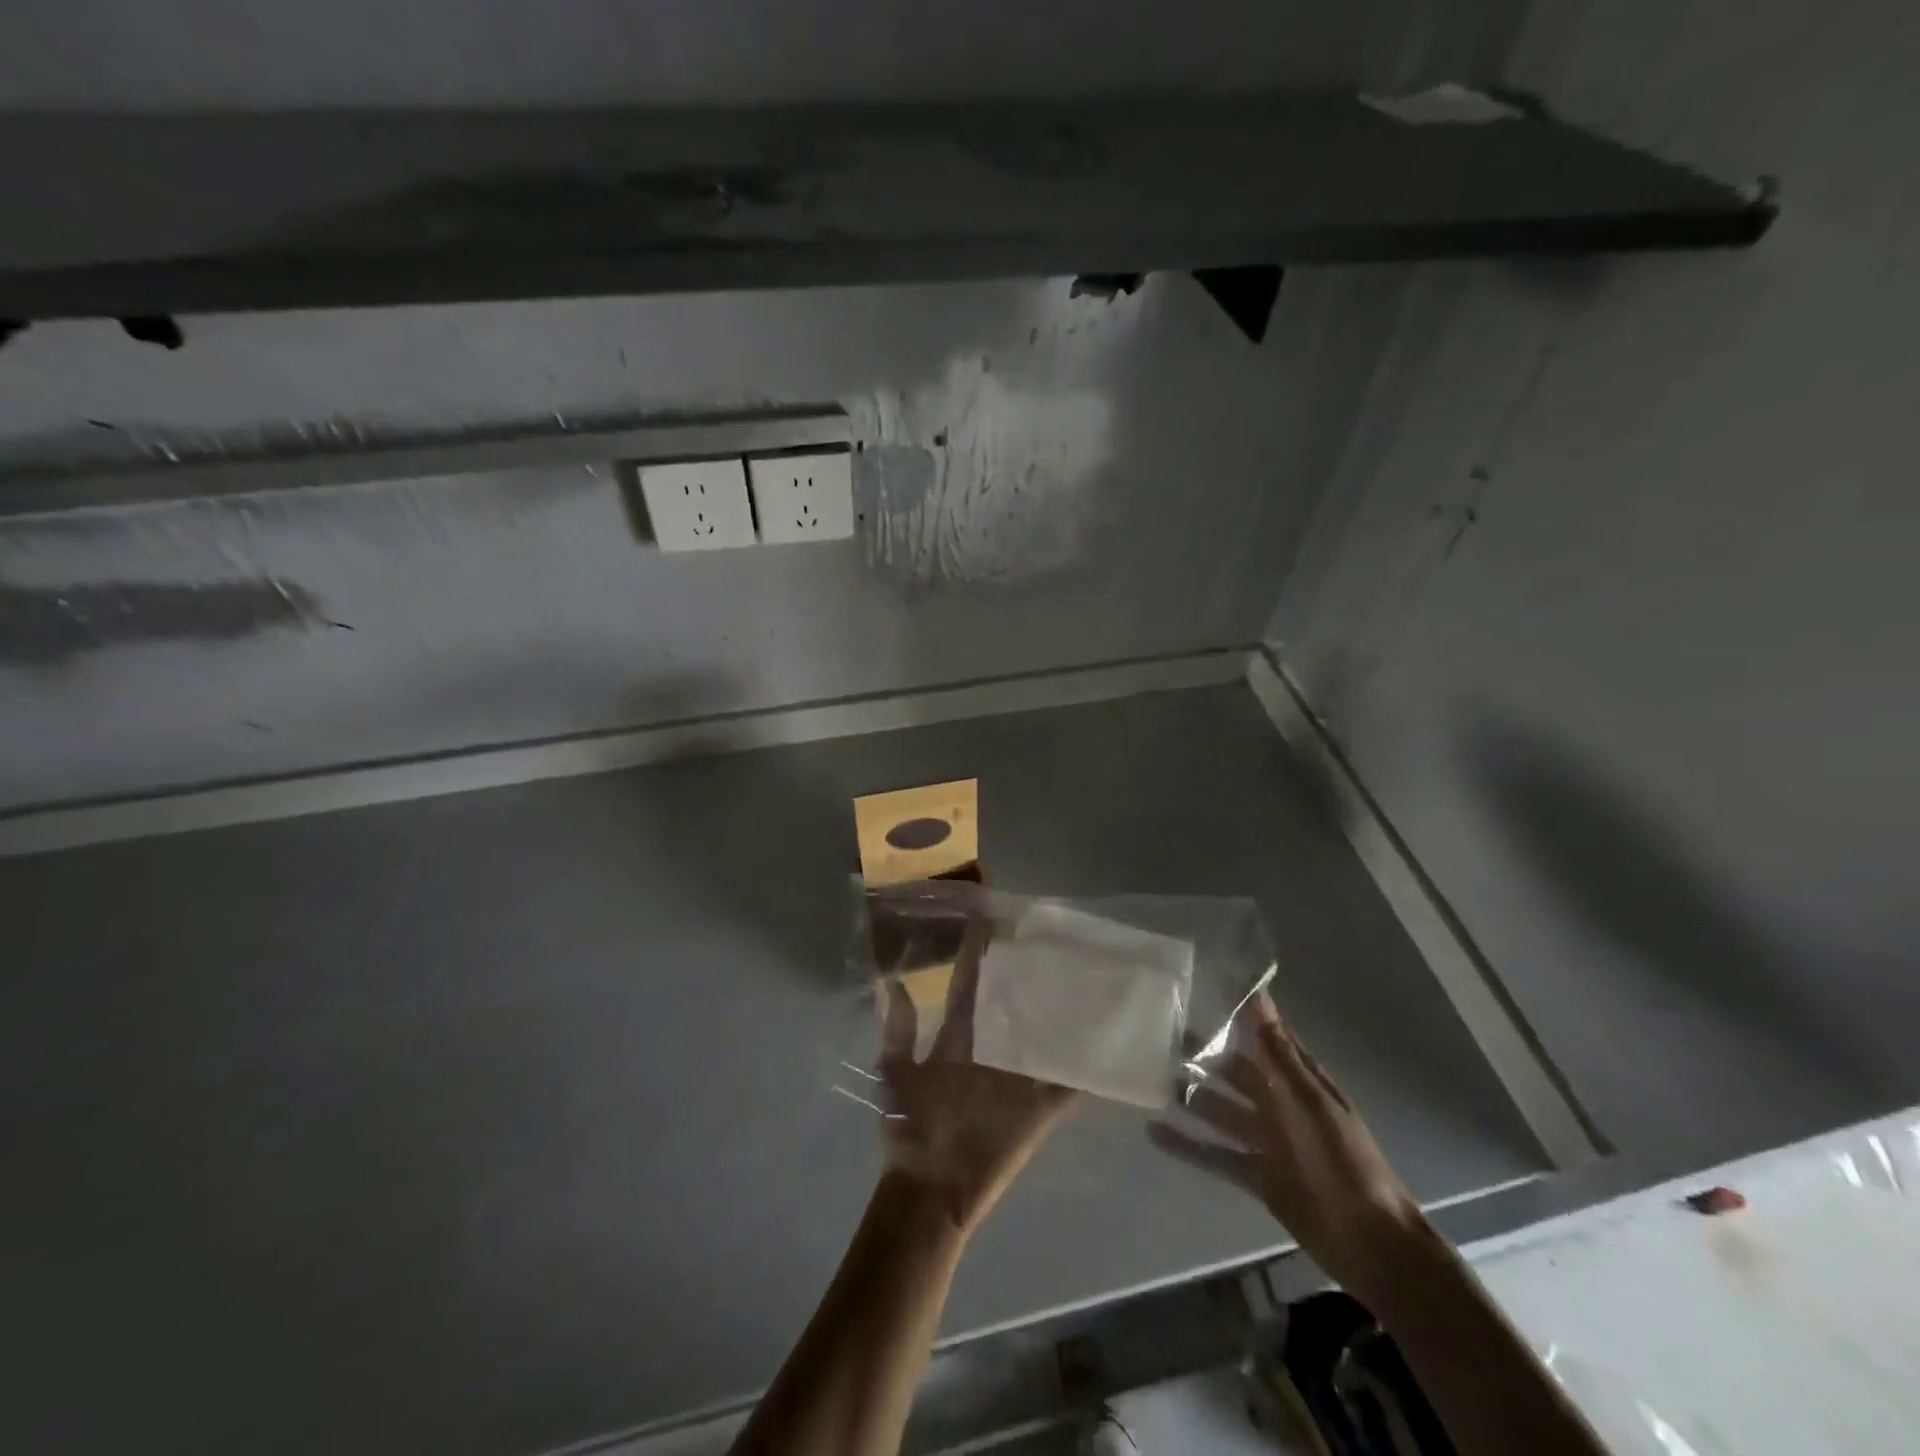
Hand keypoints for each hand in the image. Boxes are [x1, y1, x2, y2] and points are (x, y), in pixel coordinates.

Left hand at [878, 928, 1074, 1234]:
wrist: (929, 1191)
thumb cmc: (910, 1131)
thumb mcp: (895, 1074)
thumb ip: (898, 1030)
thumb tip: (895, 982)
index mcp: (956, 1041)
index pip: (968, 989)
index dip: (975, 958)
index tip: (989, 922)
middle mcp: (990, 1052)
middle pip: (1011, 1006)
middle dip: (1026, 975)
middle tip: (1048, 940)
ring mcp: (1017, 1080)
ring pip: (1042, 1037)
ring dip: (1061, 1015)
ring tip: (1087, 978)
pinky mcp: (1039, 1110)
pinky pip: (1068, 1085)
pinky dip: (1088, 1071)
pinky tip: (1110, 1046)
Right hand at [1150, 991, 1427, 1303]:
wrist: (1372, 1245)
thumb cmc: (1344, 1162)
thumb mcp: (1309, 1102)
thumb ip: (1277, 1051)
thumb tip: (1258, 993)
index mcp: (1299, 1082)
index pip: (1264, 1036)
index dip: (1238, 1013)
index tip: (1202, 988)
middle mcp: (1281, 1106)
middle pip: (1235, 1074)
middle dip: (1202, 1057)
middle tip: (1157, 1038)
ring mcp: (1268, 1143)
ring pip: (1220, 1112)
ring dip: (1190, 1098)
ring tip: (1149, 1080)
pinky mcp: (1258, 1177)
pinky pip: (1215, 1156)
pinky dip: (1187, 1147)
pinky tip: (1154, 1133)